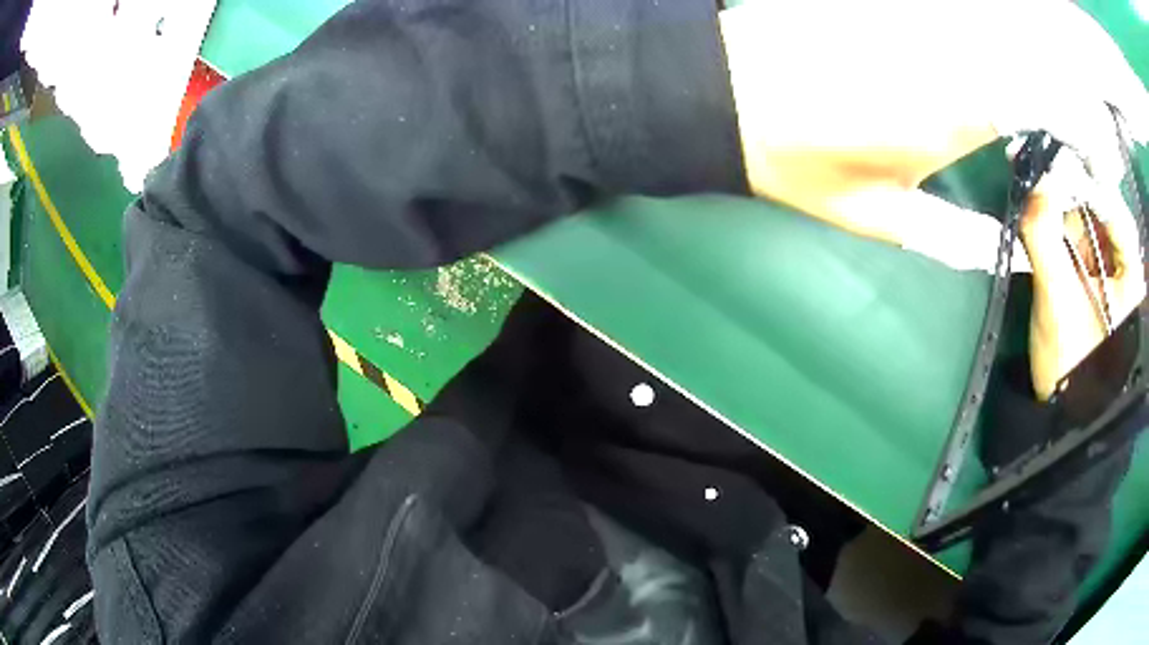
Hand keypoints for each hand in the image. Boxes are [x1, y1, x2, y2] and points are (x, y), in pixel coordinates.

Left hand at [718, 0, 1148, 268]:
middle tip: (1116, 105)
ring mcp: (923, 6)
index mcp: (963, 103)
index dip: (1094, 128)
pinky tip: (1029, 44)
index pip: (1063, 99)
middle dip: (1094, 69)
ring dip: (1062, 35)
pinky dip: (1017, 19)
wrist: (720, 89)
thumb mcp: (883, 217)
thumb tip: (1006, 246)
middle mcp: (954, 39)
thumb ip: (956, 234)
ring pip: (1019, 11)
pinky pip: (977, 4)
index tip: (1103, 158)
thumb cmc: (794, 158)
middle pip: (1051, 37)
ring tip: (1094, 70)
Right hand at [1021, 151, 1144, 400]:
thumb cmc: (1070, 367)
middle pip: (1098, 210)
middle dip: (1068, 195)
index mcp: (1131, 275)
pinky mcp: (1090, 277)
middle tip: (1036, 175)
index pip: (1114, 209)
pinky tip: (1035, 214)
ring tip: (1032, 199)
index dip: (1087, 182)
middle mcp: (1123, 265)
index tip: (1055, 159)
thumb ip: (1044, 236)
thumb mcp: (1058, 302)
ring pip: (1084, 221)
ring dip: (1058, 209)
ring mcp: (1107, 271)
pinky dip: (1055, 225)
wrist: (1059, 414)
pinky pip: (1075, 237)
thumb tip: (1030, 180)